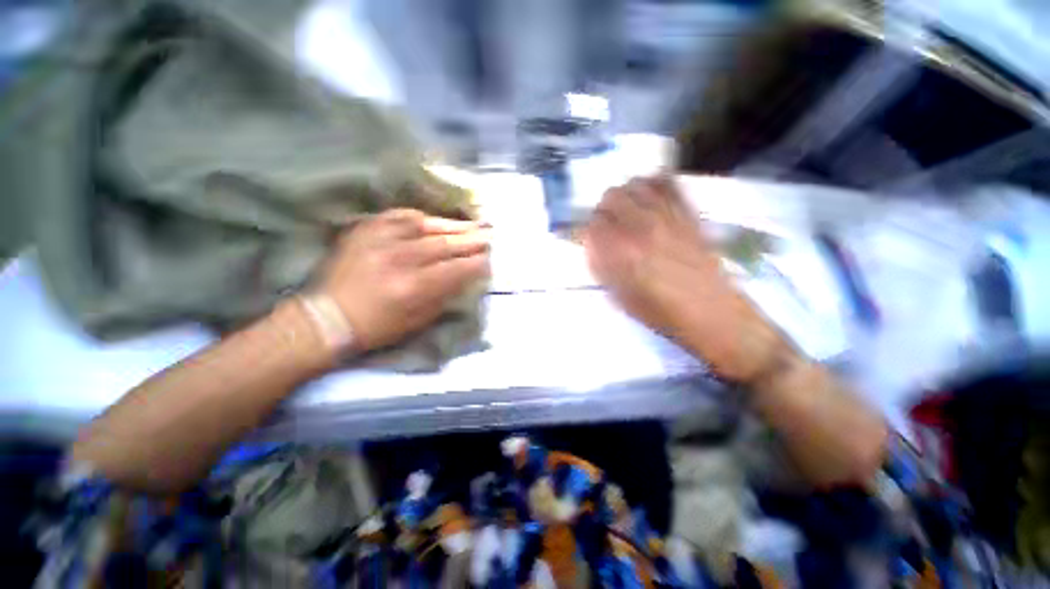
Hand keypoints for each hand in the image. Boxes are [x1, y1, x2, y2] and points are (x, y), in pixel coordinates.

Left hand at [314, 209, 489, 352]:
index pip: (455, 270)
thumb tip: (465, 276)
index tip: (490, 260)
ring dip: (453, 226)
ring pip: (425, 226)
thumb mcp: (417, 321)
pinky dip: (420, 217)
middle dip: (471, 240)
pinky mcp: (365, 231)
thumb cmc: (376, 327)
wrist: (326, 318)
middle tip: (489, 236)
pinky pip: (398, 216)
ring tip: (472, 224)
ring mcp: (379, 241)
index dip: (476, 264)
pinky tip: (434, 219)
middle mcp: (398, 259)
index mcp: (412, 287)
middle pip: (444, 244)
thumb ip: (444, 295)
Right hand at [583, 176, 786, 382]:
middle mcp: (642, 227)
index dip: (589, 232)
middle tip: (607, 226)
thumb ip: (602, 266)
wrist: (712, 313)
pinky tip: (650, 198)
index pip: (593, 225)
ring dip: (625, 196)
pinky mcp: (688, 213)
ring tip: (627, 212)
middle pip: (611, 197)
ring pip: (636, 185)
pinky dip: (653, 184)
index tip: (593, 241)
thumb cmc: (661, 313)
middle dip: (603, 211)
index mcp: (622, 251)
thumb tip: (593, 245)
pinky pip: (667, 184)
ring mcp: (667, 216)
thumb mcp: (620, 297)